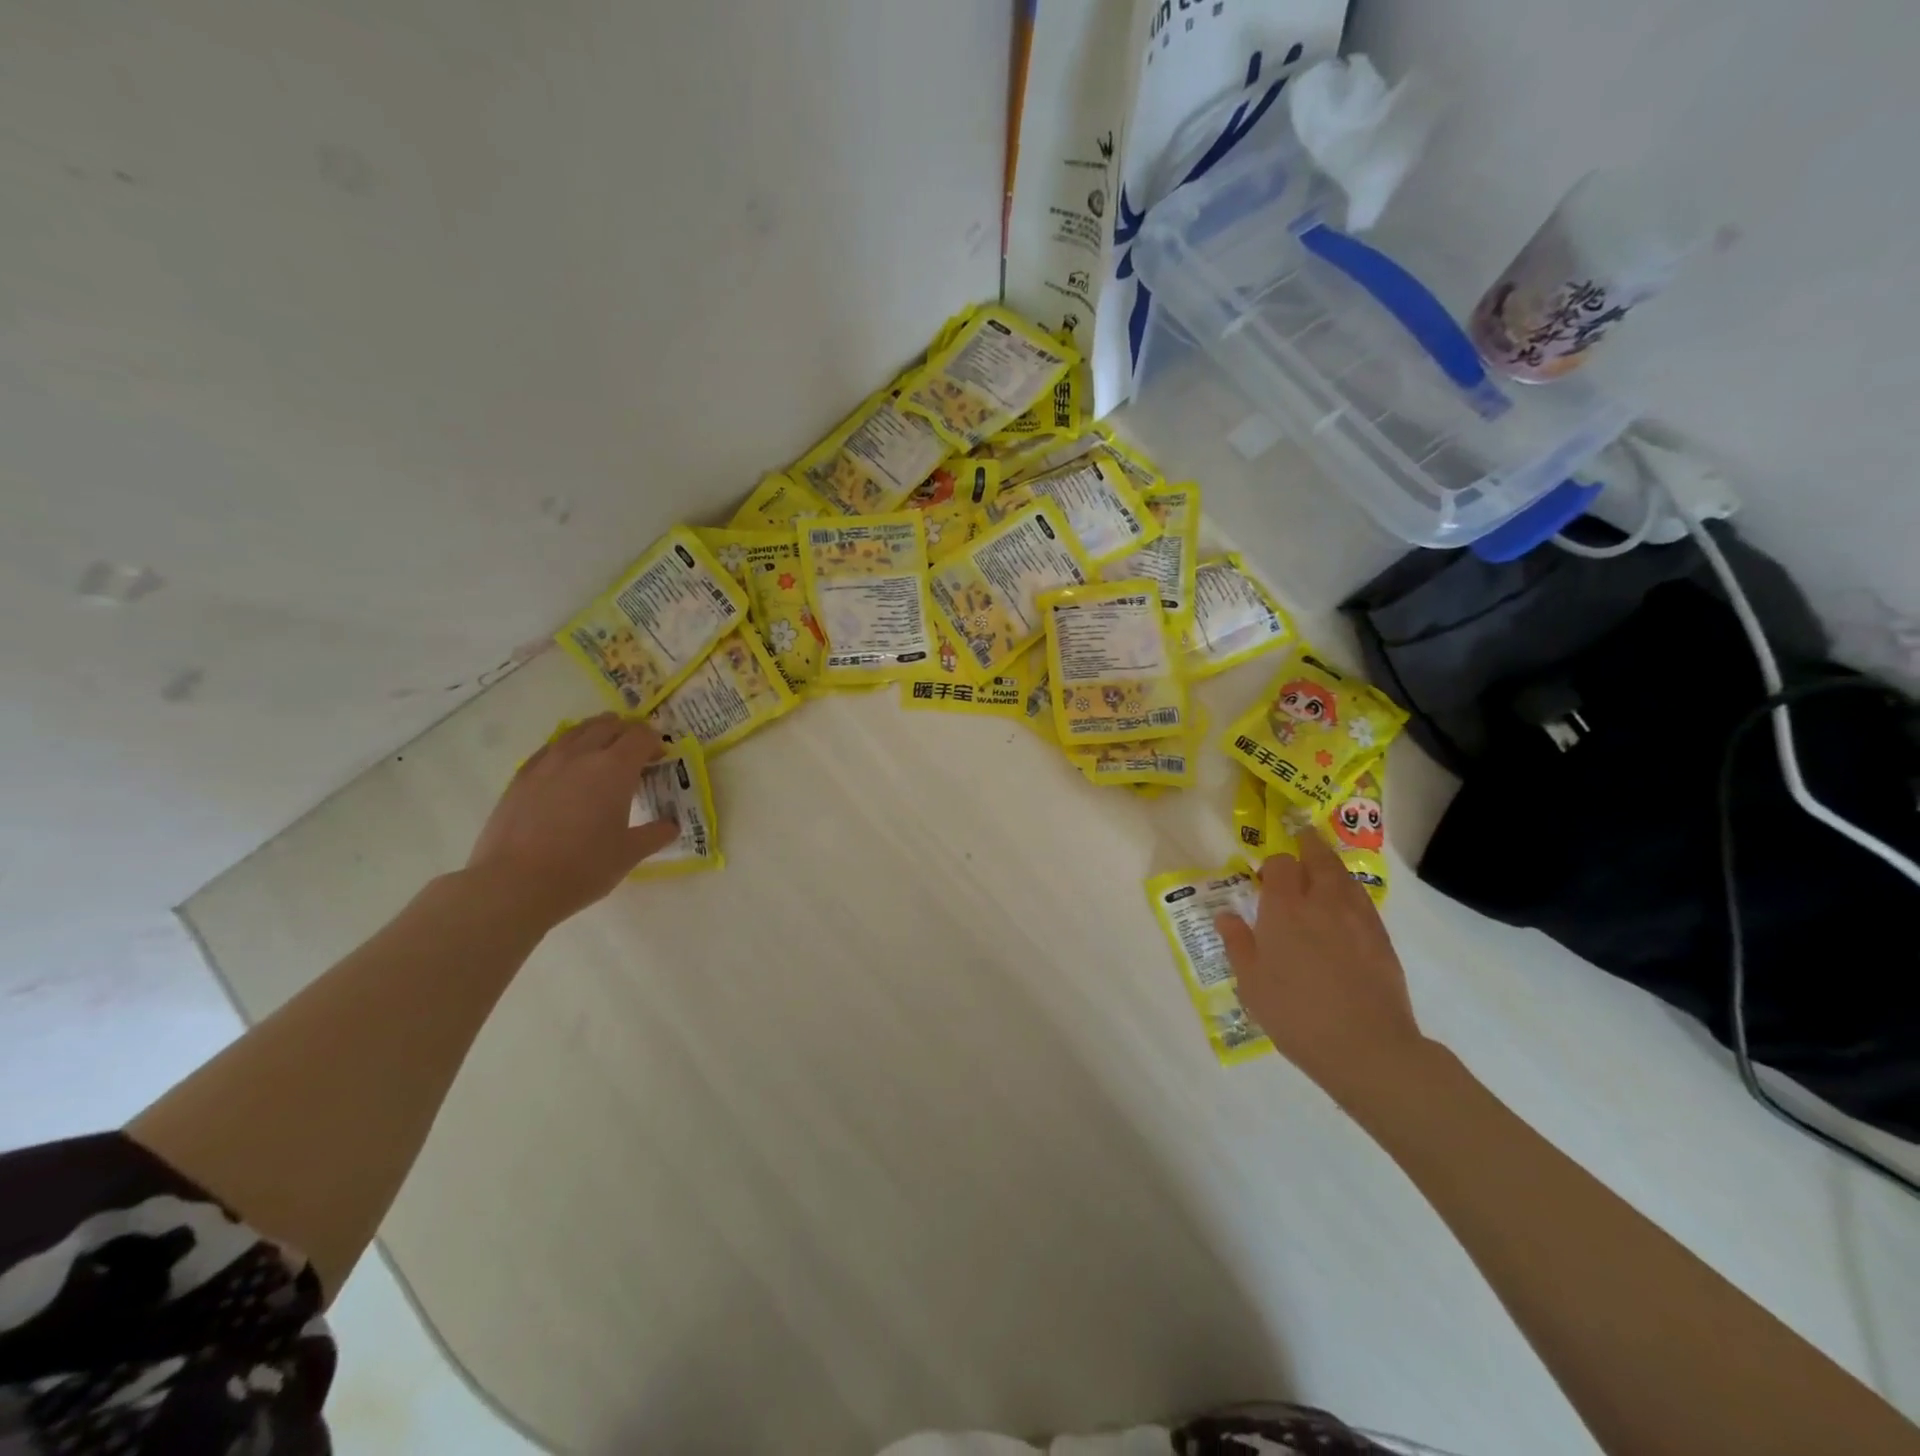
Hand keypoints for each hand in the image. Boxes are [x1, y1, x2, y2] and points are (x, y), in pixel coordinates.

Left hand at [465, 714, 679, 928]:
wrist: (514, 884)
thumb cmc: (583, 867)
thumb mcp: (629, 854)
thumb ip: (655, 834)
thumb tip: (671, 826)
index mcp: (615, 769)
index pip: (641, 736)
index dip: (655, 742)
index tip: (660, 758)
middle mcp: (581, 755)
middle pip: (608, 725)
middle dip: (626, 732)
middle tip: (635, 752)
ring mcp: (546, 763)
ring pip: (576, 732)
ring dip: (595, 733)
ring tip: (602, 750)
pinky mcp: (520, 778)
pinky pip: (550, 749)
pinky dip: (566, 749)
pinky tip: (566, 768)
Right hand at [1216, 826, 1425, 1095]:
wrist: (1366, 1047)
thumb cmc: (1295, 1014)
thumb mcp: (1251, 983)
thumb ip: (1238, 944)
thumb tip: (1226, 915)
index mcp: (1285, 908)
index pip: (1281, 864)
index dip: (1272, 865)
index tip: (1264, 877)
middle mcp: (1323, 902)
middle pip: (1319, 858)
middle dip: (1308, 845)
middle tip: (1301, 840)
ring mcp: (1358, 918)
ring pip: (1345, 876)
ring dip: (1331, 866)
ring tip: (1322, 869)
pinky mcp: (1382, 939)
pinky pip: (1362, 901)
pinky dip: (1350, 893)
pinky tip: (1344, 909)